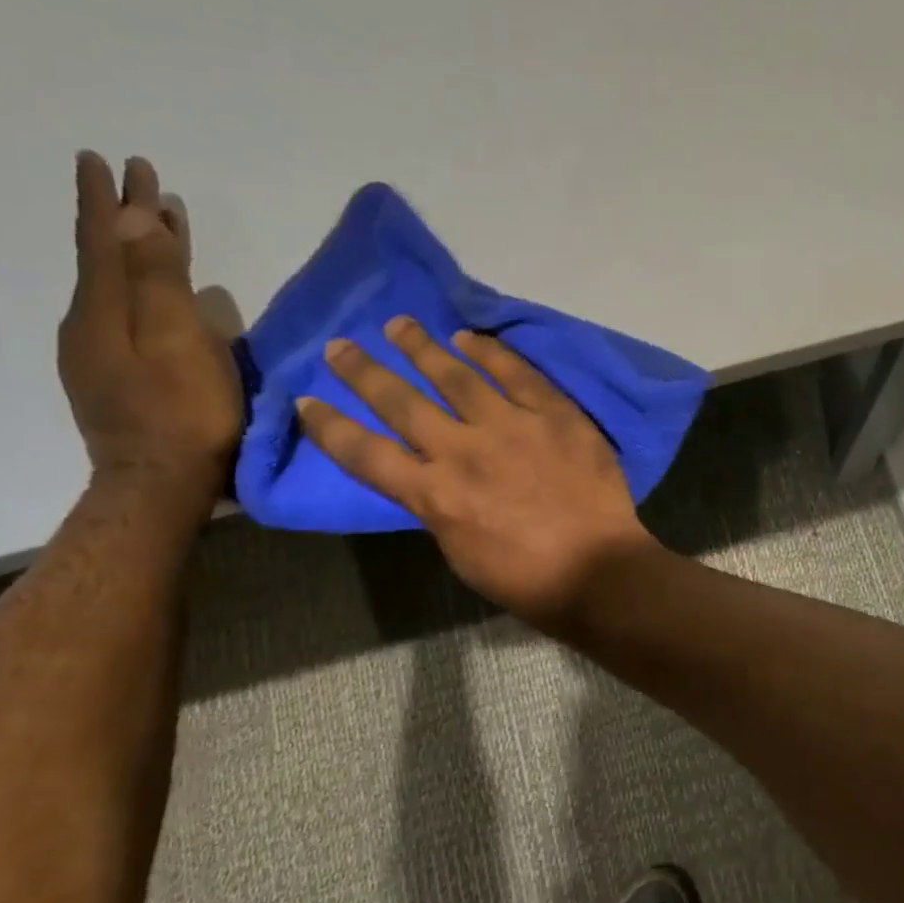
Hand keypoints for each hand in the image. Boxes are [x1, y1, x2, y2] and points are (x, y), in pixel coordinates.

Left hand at [58, 152, 242, 503]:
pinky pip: (127, 313)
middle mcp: (92, 324)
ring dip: (136, 251)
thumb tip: (133, 216)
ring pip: (118, 286)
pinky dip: (143, 287)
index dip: (107, 201)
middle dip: (124, 218)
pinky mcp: (118, 377)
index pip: (103, 240)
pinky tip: (160, 292)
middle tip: (140, 181)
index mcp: (104, 311)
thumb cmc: (183, 412)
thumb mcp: (176, 341)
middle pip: (108, 259)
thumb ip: (157, 280)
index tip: (108, 159)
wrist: (160, 485)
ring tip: (158, 226)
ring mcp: (101, 354)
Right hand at [295, 318, 655, 624]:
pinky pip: (517, 374)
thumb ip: (439, 506)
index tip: (307, 401)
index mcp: (434, 495)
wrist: (596, 568)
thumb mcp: (460, 552)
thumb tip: (430, 477)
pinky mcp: (553, 414)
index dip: (331, 428)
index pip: (366, 454)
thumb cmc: (526, 578)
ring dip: (422, 348)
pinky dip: (490, 352)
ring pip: (455, 376)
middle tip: (341, 345)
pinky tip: (469, 337)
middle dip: (364, 372)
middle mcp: (462, 451)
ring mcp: (510, 426)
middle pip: (401, 402)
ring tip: (399, 324)